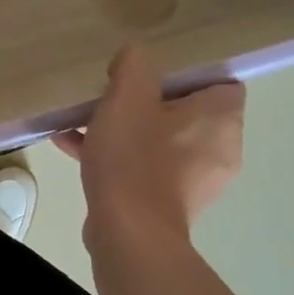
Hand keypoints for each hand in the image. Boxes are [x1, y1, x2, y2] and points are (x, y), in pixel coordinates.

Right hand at [55, 46, 244, 253]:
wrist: (128, 235)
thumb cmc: (135, 159)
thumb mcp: (128, 97)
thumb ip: (134, 64)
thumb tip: (133, 60)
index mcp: (221, 119)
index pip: (220, 81)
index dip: (185, 71)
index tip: (149, 71)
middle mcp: (219, 150)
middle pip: (185, 111)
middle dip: (145, 101)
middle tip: (113, 94)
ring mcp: (195, 182)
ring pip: (159, 140)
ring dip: (124, 129)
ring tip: (82, 120)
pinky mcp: (169, 204)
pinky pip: (144, 168)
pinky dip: (117, 156)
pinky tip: (72, 147)